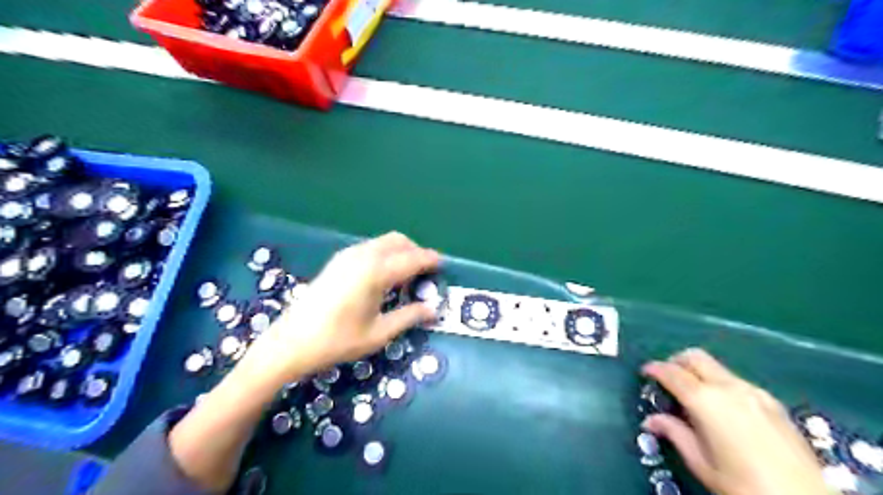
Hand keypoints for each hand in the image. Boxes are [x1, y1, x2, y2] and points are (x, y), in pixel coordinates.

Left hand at [242, 232, 438, 385]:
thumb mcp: (379, 333)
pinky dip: (385, 254)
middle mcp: (363, 256)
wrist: (291, 342)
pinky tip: (383, 276)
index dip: (430, 260)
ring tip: (406, 276)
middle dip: (416, 252)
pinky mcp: (338, 260)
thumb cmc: (337, 341)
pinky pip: (370, 247)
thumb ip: (409, 316)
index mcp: (376, 272)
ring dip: (400, 252)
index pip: (412, 259)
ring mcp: (348, 255)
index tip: (443, 265)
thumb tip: (434, 309)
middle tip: (425, 273)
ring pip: (383, 242)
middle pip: (399, 241)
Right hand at [642, 348, 827, 493]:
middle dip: (676, 361)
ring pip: (717, 368)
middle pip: (695, 357)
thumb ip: (674, 433)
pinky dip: (720, 384)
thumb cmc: (742, 484)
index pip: (672, 373)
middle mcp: (728, 387)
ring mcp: (754, 392)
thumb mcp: (700, 462)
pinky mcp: (772, 402)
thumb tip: (651, 420)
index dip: (654, 369)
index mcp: (705, 401)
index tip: (645, 372)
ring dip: (699, 373)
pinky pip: (736, 381)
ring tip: (694, 397)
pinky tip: (723, 409)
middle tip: (667, 378)